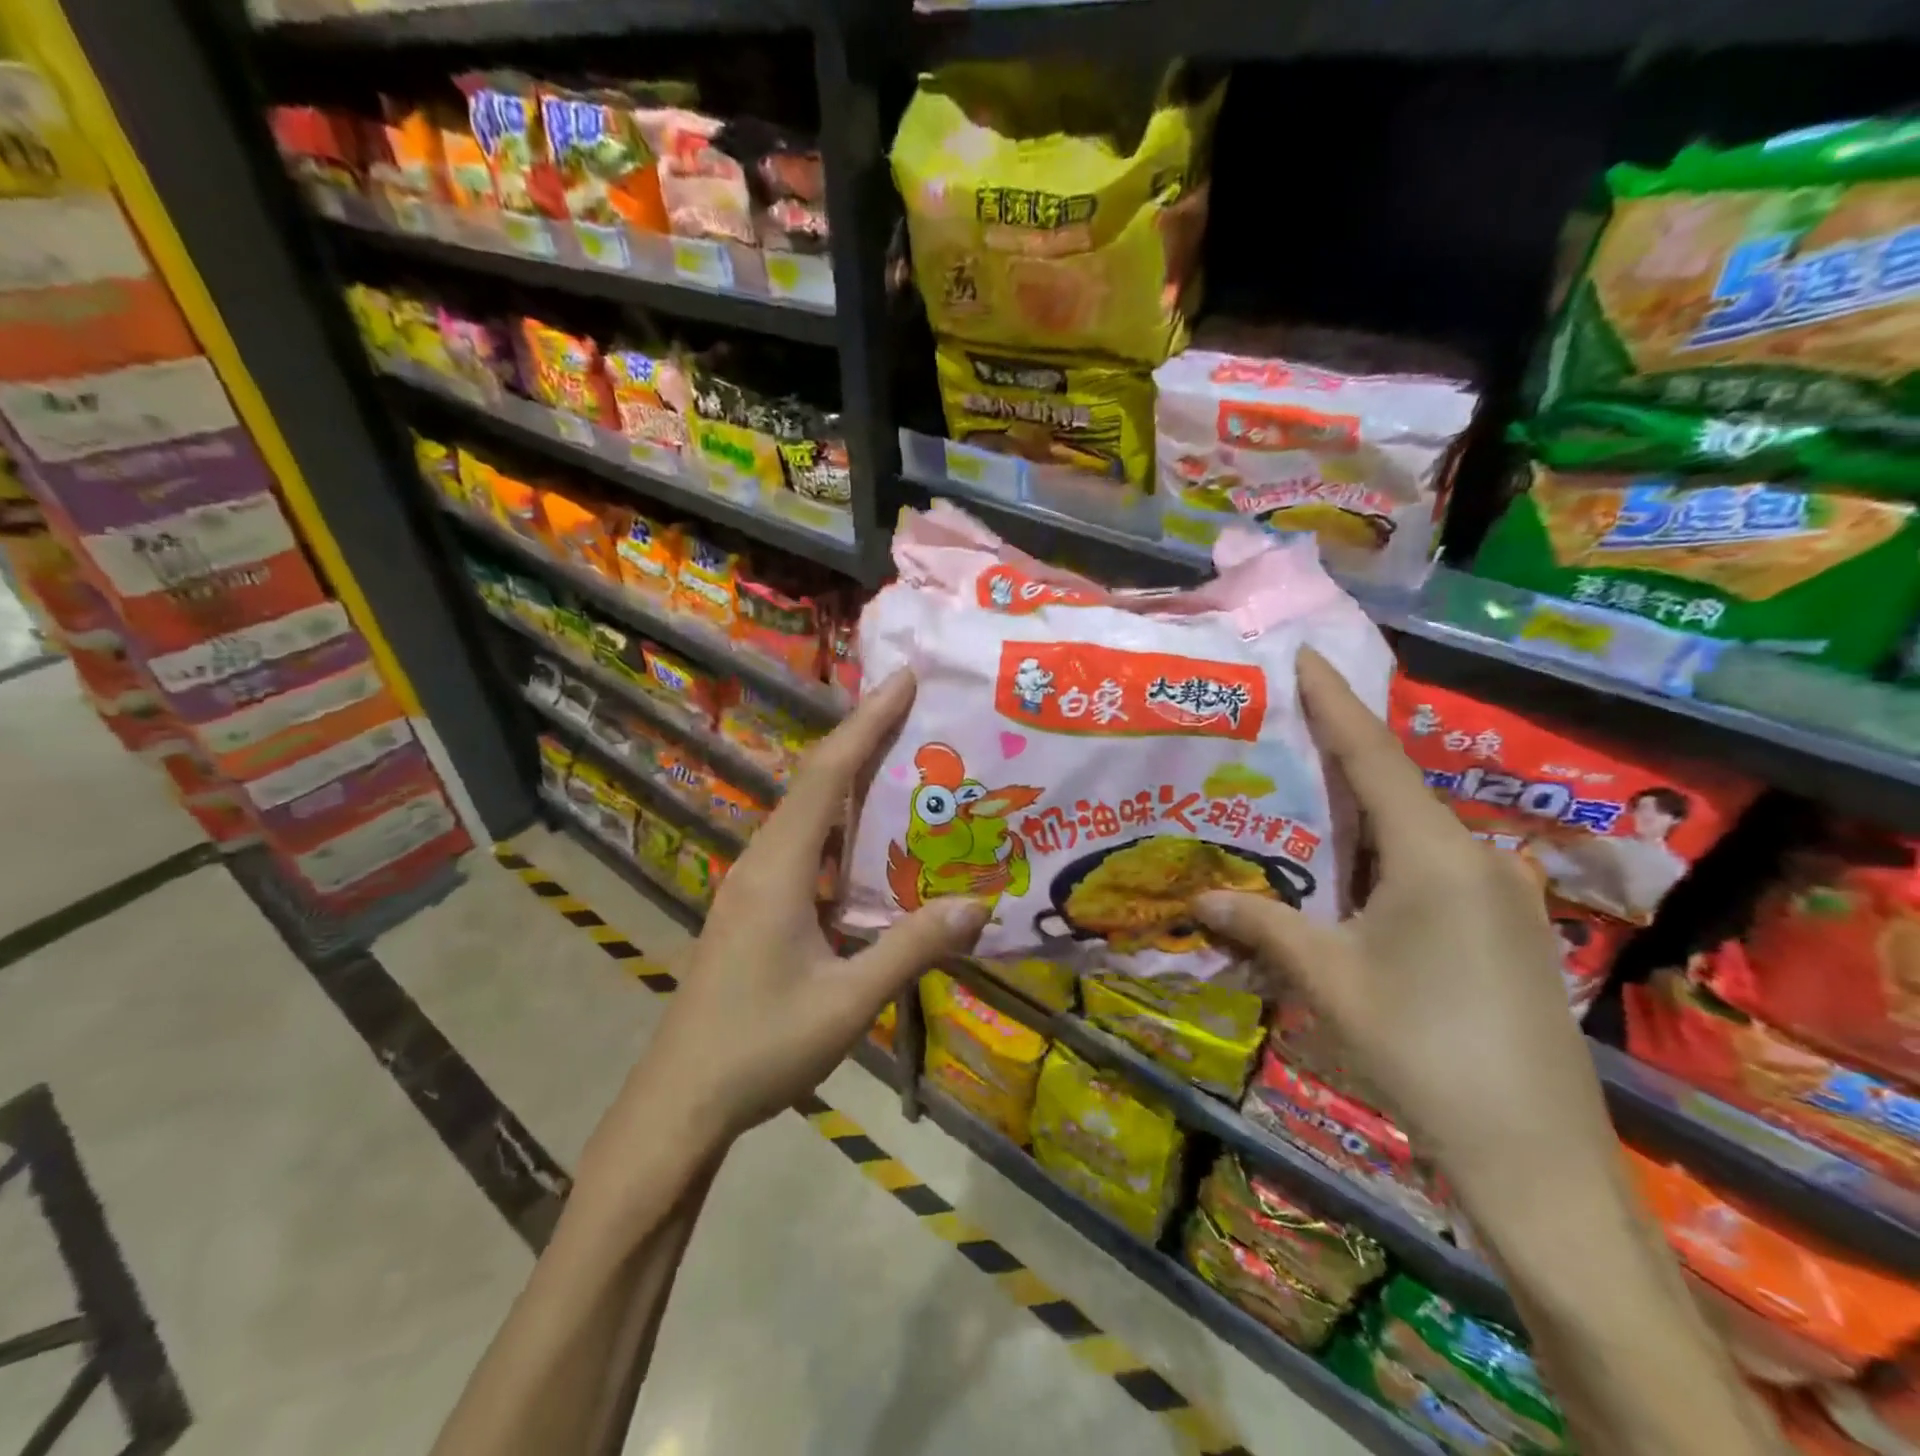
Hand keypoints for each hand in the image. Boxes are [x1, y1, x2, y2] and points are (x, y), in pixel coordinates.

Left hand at [588, 670, 989, 1180]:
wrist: (681, 1100)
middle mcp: (762, 862)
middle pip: (816, 782)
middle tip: (916, 709)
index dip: (866, 722)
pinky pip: (804, 847)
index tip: (903, 679)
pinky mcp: (754, 908)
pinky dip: (840, 827)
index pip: (826, 776)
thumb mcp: (847, 1002)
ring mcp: (753, 885)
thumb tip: (978, 905)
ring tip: (903, 761)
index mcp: (780, 870)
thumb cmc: (761, 1048)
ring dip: (851, 781)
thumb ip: (911, 949)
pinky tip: (871, 842)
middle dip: (864, 738)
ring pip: (808, 814)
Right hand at [1193, 650, 1618, 1206]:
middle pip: (1391, 788)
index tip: (1305, 655)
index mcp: (1433, 853)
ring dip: (1353, 818)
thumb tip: (1197, 896)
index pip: (1373, 754)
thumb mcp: (1327, 979)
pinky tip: (1342, 878)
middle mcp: (1472, 856)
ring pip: (1409, 833)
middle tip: (1276, 731)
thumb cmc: (1422, 1048)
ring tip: (1294, 803)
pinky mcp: (1504, 928)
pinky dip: (1378, 859)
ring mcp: (1497, 893)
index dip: (1334, 701)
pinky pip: (1429, 870)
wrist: (1535, 1155)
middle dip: (1334, 757)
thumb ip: (1261, 925)